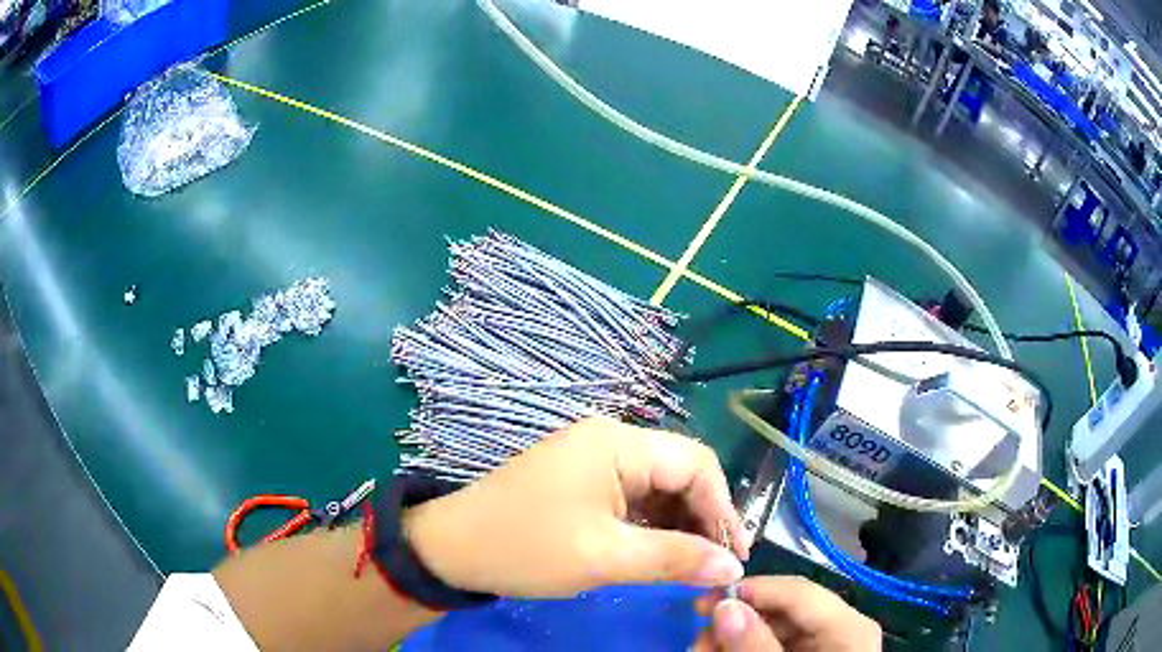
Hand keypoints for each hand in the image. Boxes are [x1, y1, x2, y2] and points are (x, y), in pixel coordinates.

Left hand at [403, 416, 749, 597]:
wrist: (450, 548)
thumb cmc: (525, 548)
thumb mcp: (605, 557)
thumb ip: (675, 558)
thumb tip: (734, 566)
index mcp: (617, 443)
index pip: (695, 464)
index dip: (722, 509)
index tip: (736, 554)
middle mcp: (610, 440)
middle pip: (679, 472)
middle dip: (702, 518)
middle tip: (716, 565)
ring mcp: (593, 458)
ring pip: (657, 487)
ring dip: (679, 524)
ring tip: (693, 564)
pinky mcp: (581, 480)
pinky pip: (632, 497)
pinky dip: (651, 525)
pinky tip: (659, 553)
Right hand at [693, 577, 880, 650]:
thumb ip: (756, 647)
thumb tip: (725, 607)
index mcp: (849, 627)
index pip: (798, 592)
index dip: (752, 590)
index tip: (703, 603)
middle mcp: (844, 626)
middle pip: (785, 610)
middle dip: (738, 622)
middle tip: (699, 643)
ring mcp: (831, 642)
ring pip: (778, 627)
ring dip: (737, 637)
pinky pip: (781, 643)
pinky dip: (750, 648)